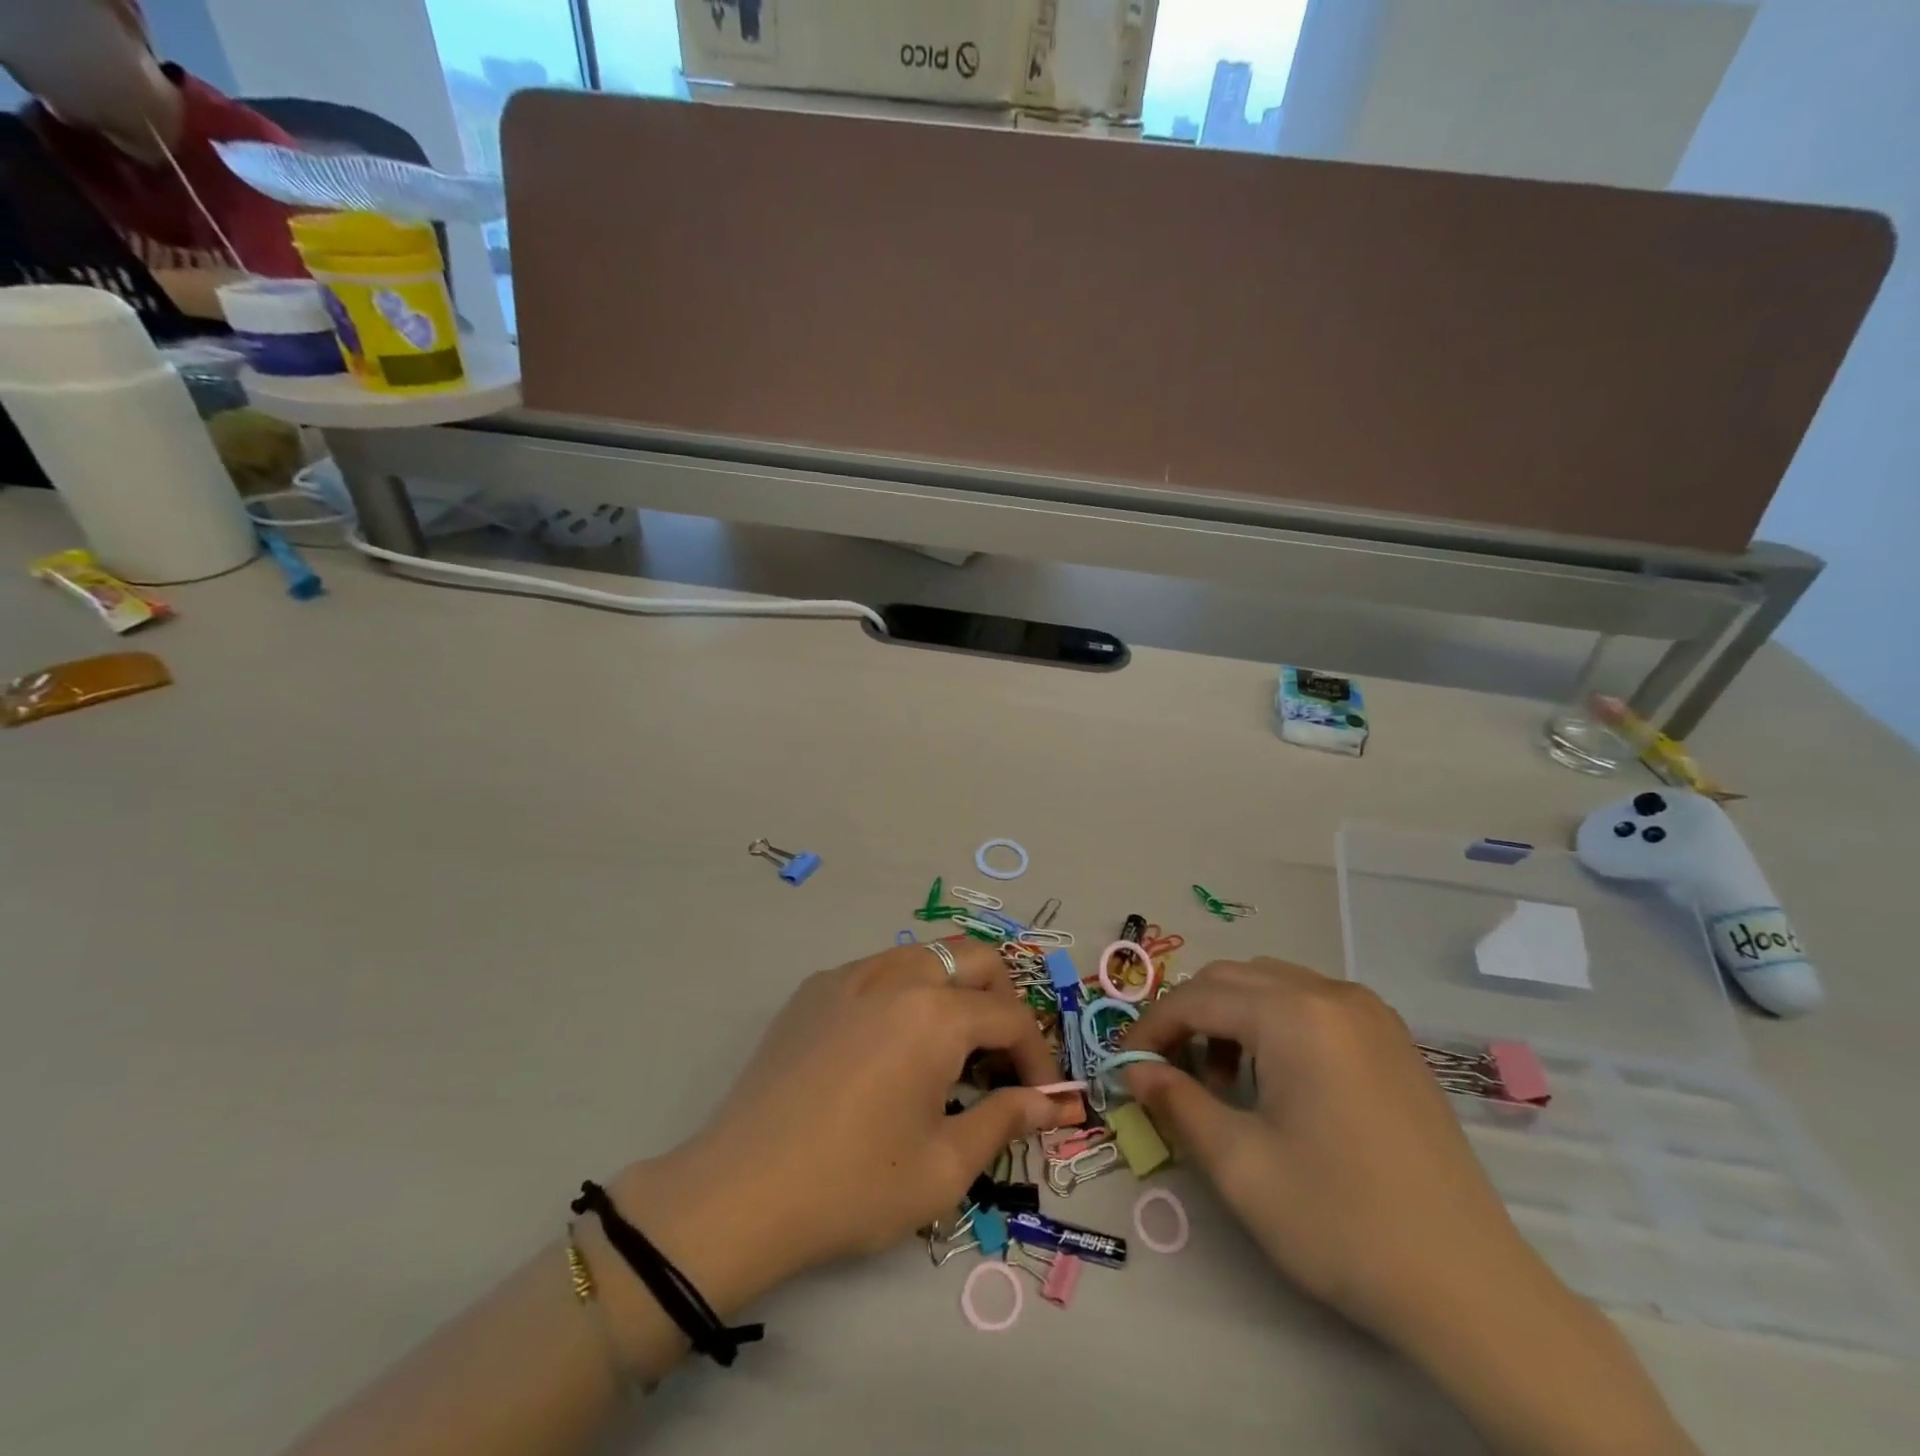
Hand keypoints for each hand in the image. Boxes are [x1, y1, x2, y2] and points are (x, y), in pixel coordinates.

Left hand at [607, 938, 1066, 1314]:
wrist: (739, 1193)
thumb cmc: (853, 1185)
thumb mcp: (944, 1167)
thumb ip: (1004, 1121)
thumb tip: (1049, 1104)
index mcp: (934, 1014)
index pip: (1010, 1016)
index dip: (1037, 1057)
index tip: (1041, 1098)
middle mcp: (896, 974)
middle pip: (974, 958)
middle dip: (1002, 1000)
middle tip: (999, 1059)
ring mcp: (849, 974)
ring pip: (925, 955)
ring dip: (953, 991)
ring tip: (948, 1051)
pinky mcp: (814, 988)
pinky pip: (879, 971)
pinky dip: (905, 994)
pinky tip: (889, 1049)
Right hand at [1122, 959, 1700, 1455]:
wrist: (1470, 1288)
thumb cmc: (1340, 1220)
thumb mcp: (1238, 1164)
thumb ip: (1175, 1102)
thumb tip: (1134, 1069)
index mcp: (1294, 1014)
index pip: (1197, 998)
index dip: (1151, 1028)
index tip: (1125, 1064)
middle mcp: (1332, 993)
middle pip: (1232, 979)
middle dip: (1189, 1017)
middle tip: (1167, 1071)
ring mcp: (1370, 1013)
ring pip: (1271, 985)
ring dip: (1231, 1017)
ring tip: (1221, 1080)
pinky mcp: (1392, 1039)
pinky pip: (1311, 1004)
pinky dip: (1274, 1024)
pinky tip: (1276, 1079)